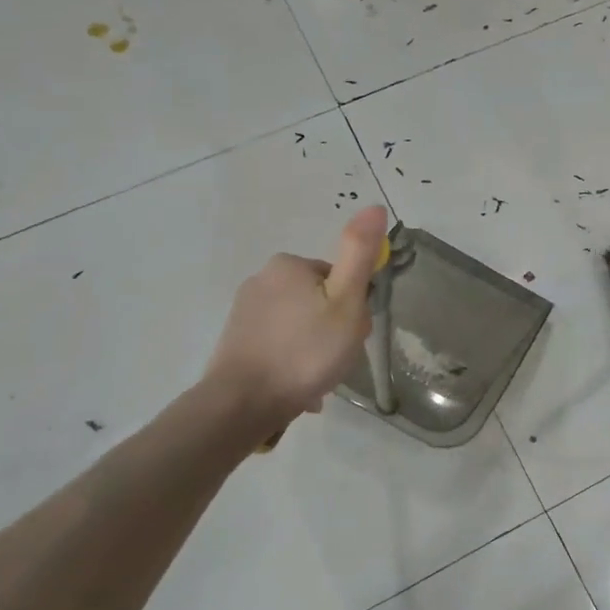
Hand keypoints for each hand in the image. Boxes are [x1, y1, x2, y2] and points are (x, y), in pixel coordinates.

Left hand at [204, 206, 389, 425]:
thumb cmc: (305, 351)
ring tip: (317, 379)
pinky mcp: (236, 339)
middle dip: (333, 329)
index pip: (339, 279)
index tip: (351, 334)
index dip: (353, 308)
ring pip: (300, 324)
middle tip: (336, 358)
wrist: (243, 403)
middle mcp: (262, 279)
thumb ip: (360, 255)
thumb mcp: (346, 302)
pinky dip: (293, 361)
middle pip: (319, 300)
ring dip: (314, 349)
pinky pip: (280, 343)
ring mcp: (245, 311)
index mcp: (290, 265)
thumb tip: (373, 206)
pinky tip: (298, 386)